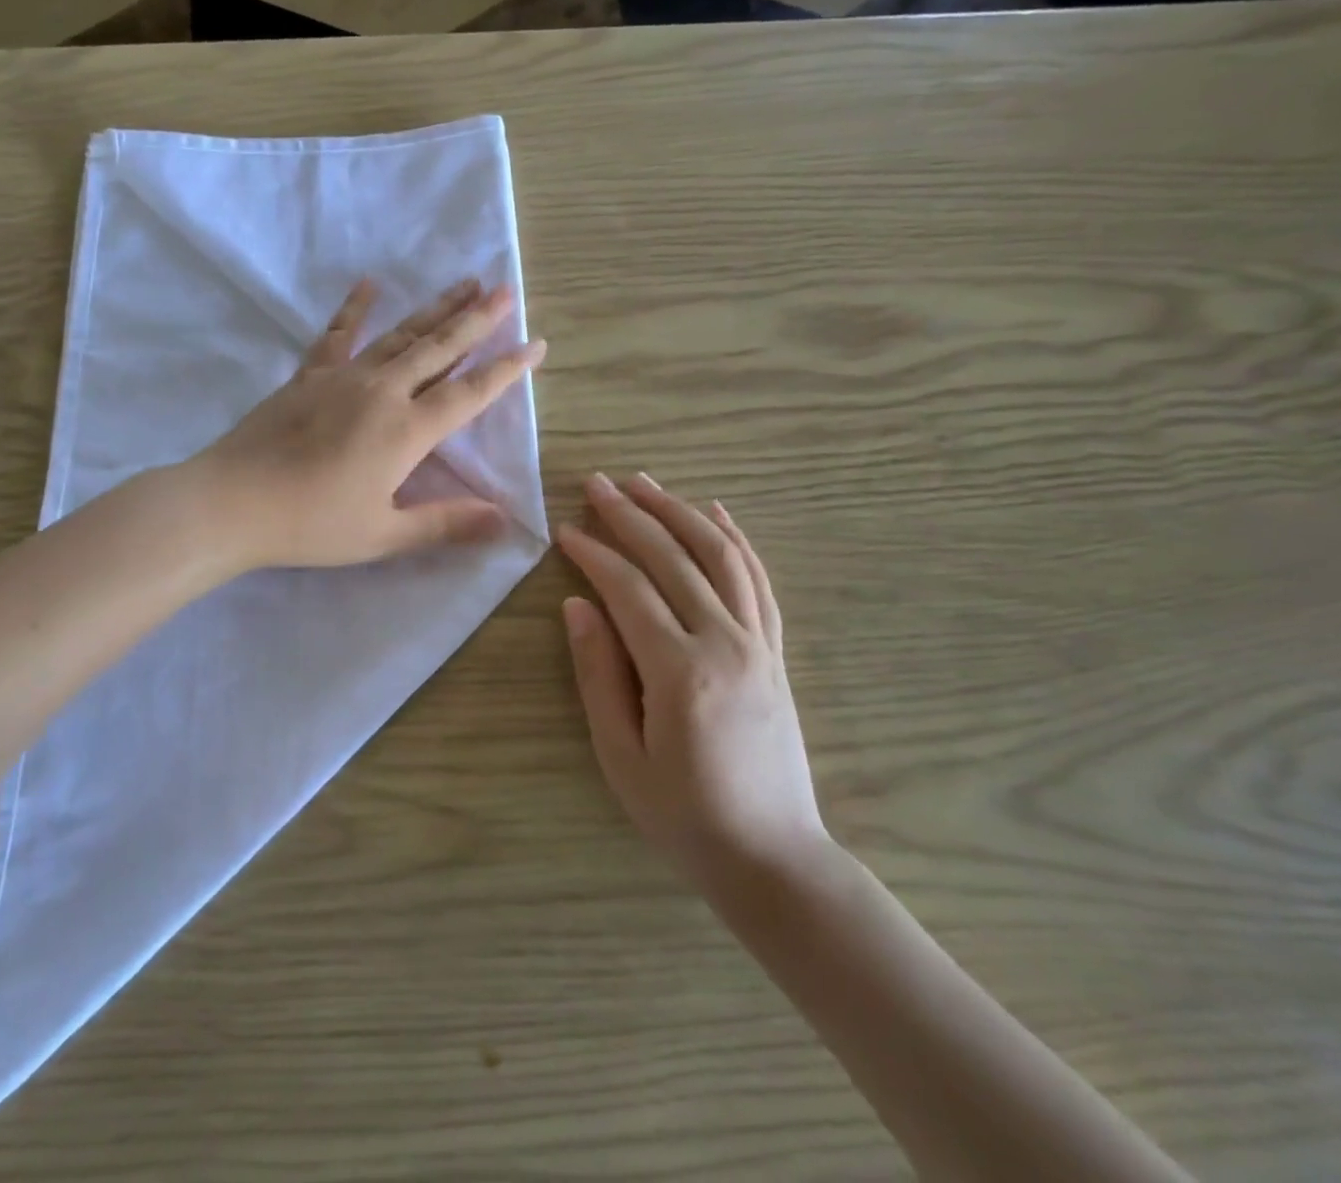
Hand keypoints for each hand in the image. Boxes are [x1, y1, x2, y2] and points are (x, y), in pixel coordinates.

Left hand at [195, 278, 544, 569]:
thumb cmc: (311, 524)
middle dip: (476, 320)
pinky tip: (370, 284)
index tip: (535, 344)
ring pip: (400, 335)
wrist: (232, 502)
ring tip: (464, 283)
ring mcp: (343, 378)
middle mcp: (382, 392)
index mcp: (406, 431)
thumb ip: (445, 523)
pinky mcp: (308, 376)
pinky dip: (355, 309)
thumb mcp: (383, 534)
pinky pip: (337, 335)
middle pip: (439, 349)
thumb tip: (504, 520)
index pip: (469, 393)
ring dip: (435, 309)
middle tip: (506, 291)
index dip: (506, 370)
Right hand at [558, 473, 827, 884]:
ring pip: (721, 557)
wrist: (773, 857)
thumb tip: (578, 606)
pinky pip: (758, 582)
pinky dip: (736, 540)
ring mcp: (758, 644)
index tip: (565, 528)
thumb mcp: (621, 755)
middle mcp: (725, 643)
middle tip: (598, 483)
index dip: (593, 553)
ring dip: (681, 513)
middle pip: (674, 558)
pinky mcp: (775, 652)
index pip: (629, 588)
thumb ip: (598, 674)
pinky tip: (717, 514)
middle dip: (632, 515)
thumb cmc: (683, 815)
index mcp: (680, 670)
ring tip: (647, 484)